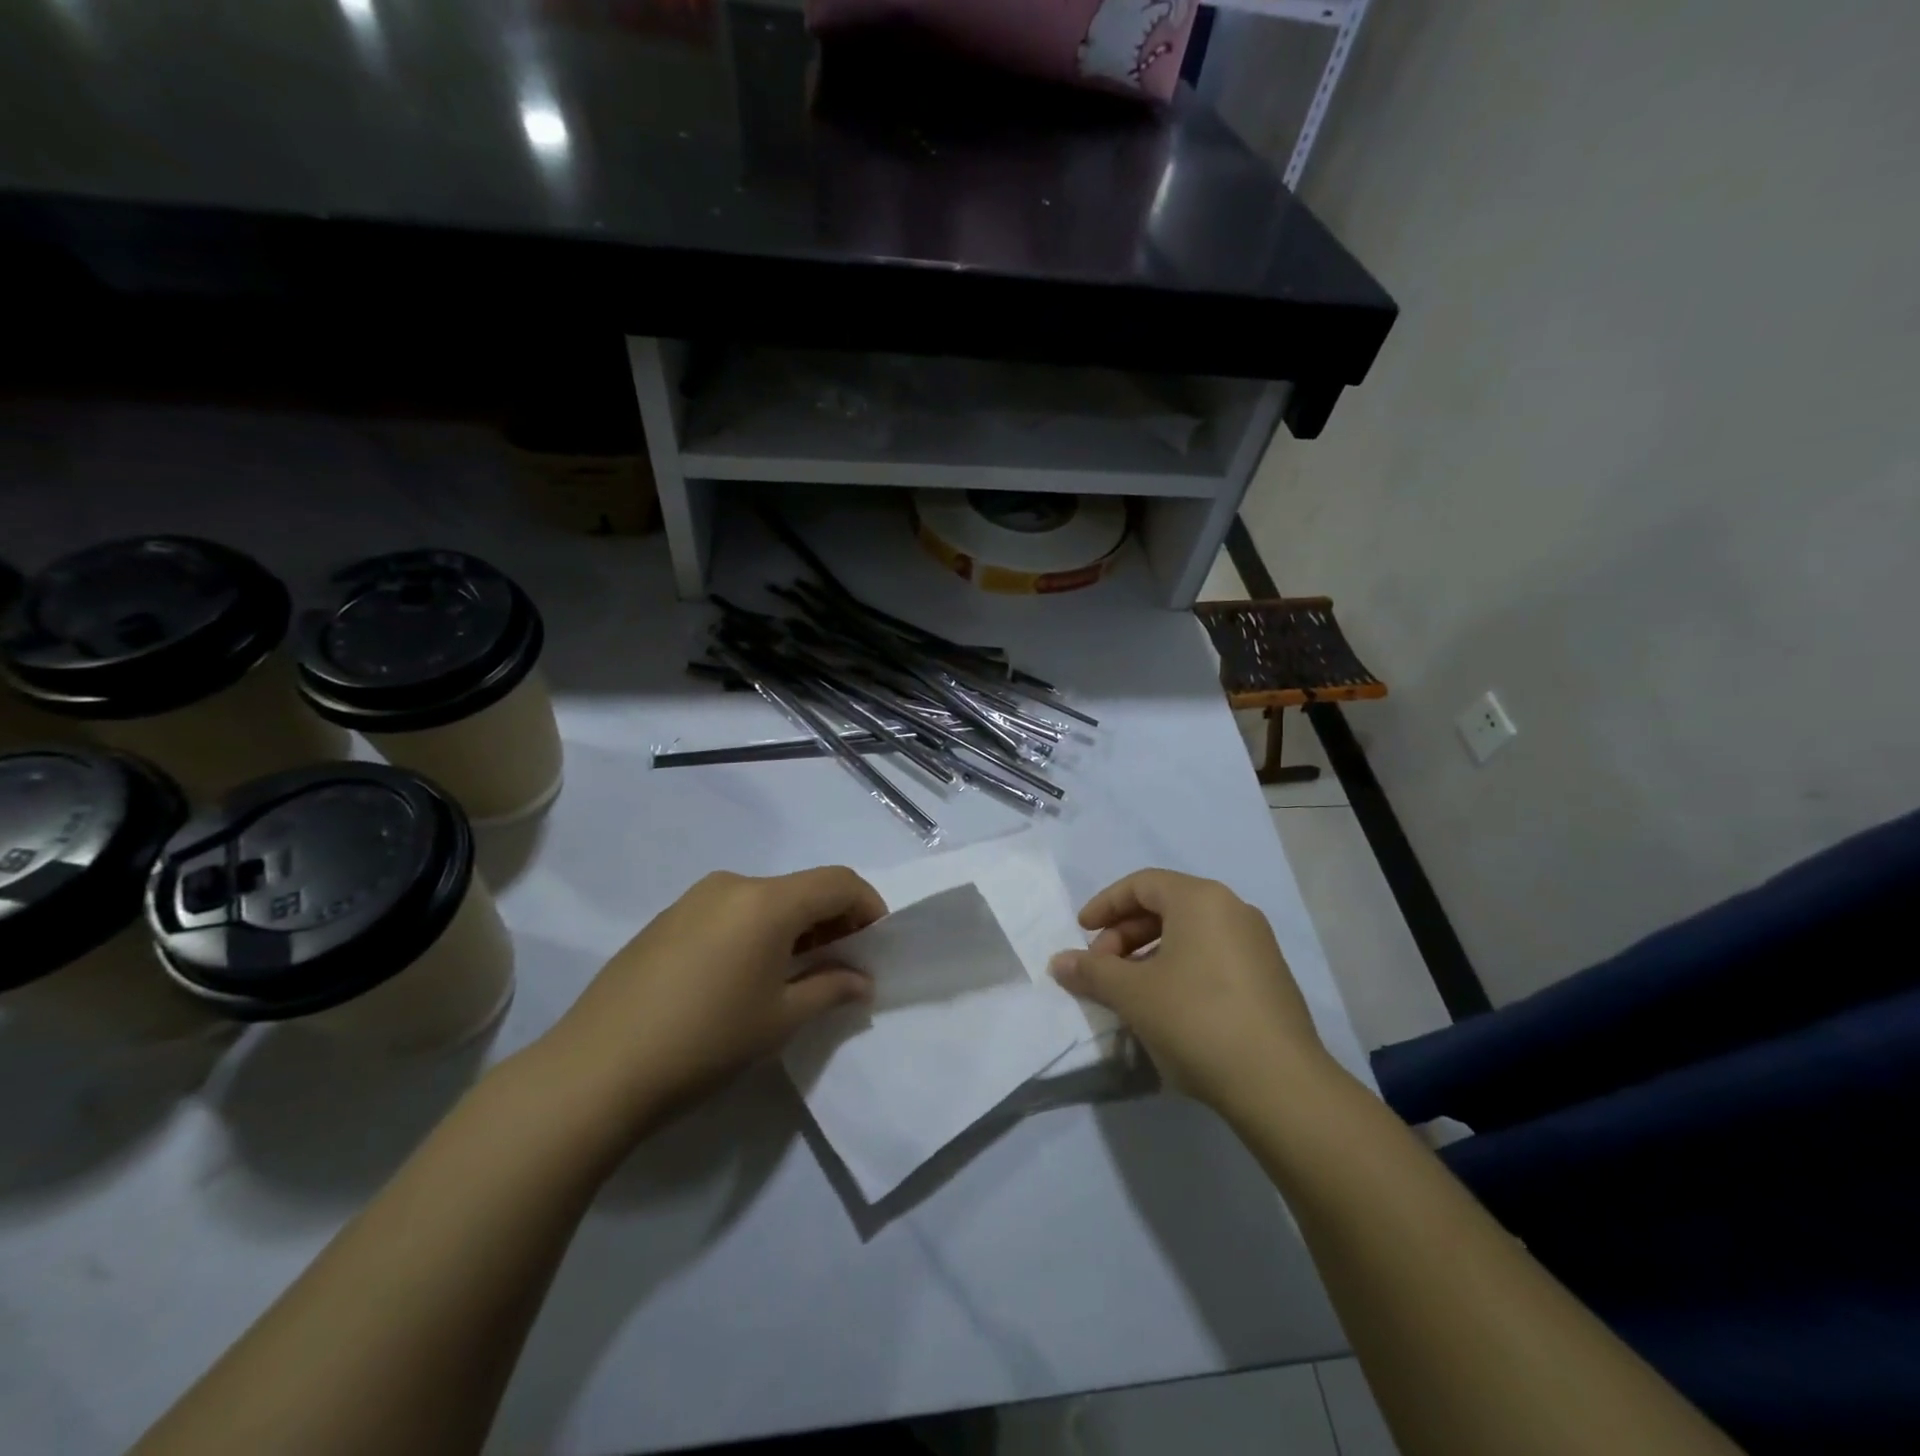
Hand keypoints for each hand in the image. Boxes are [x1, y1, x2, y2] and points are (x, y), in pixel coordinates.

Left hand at [536, 867, 884, 1143]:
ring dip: (794, 927)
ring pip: (765, 900)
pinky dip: (757, 931)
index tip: (876, 946)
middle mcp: (732, 885)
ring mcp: (694, 900)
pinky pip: (730, 912)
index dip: (869, 907)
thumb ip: (831, 990)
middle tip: (842, 966)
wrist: (595, 1071)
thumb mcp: (781, 1020)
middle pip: (802, 888)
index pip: (838, 883)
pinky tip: (745, 976)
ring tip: (795, 975)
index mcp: (767, 901)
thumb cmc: (706, 1042)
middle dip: (832, 920)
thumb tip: (861, 981)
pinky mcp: (666, 920)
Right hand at [1049, 869, 1331, 1111]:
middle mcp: (1233, 910)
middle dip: (1124, 934)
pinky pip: (1211, 956)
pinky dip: (1179, 969)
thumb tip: (1059, 963)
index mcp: (1201, 899)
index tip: (1081, 933)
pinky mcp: (1268, 978)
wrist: (1280, 1084)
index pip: (1141, 884)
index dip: (1105, 905)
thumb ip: (1092, 972)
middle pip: (1165, 906)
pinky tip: (1165, 1007)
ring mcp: (1257, 944)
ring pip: (1188, 934)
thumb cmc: (1196, 1019)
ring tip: (1128, 991)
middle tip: (1101, 968)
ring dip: (1149, 954)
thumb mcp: (1133, 994)